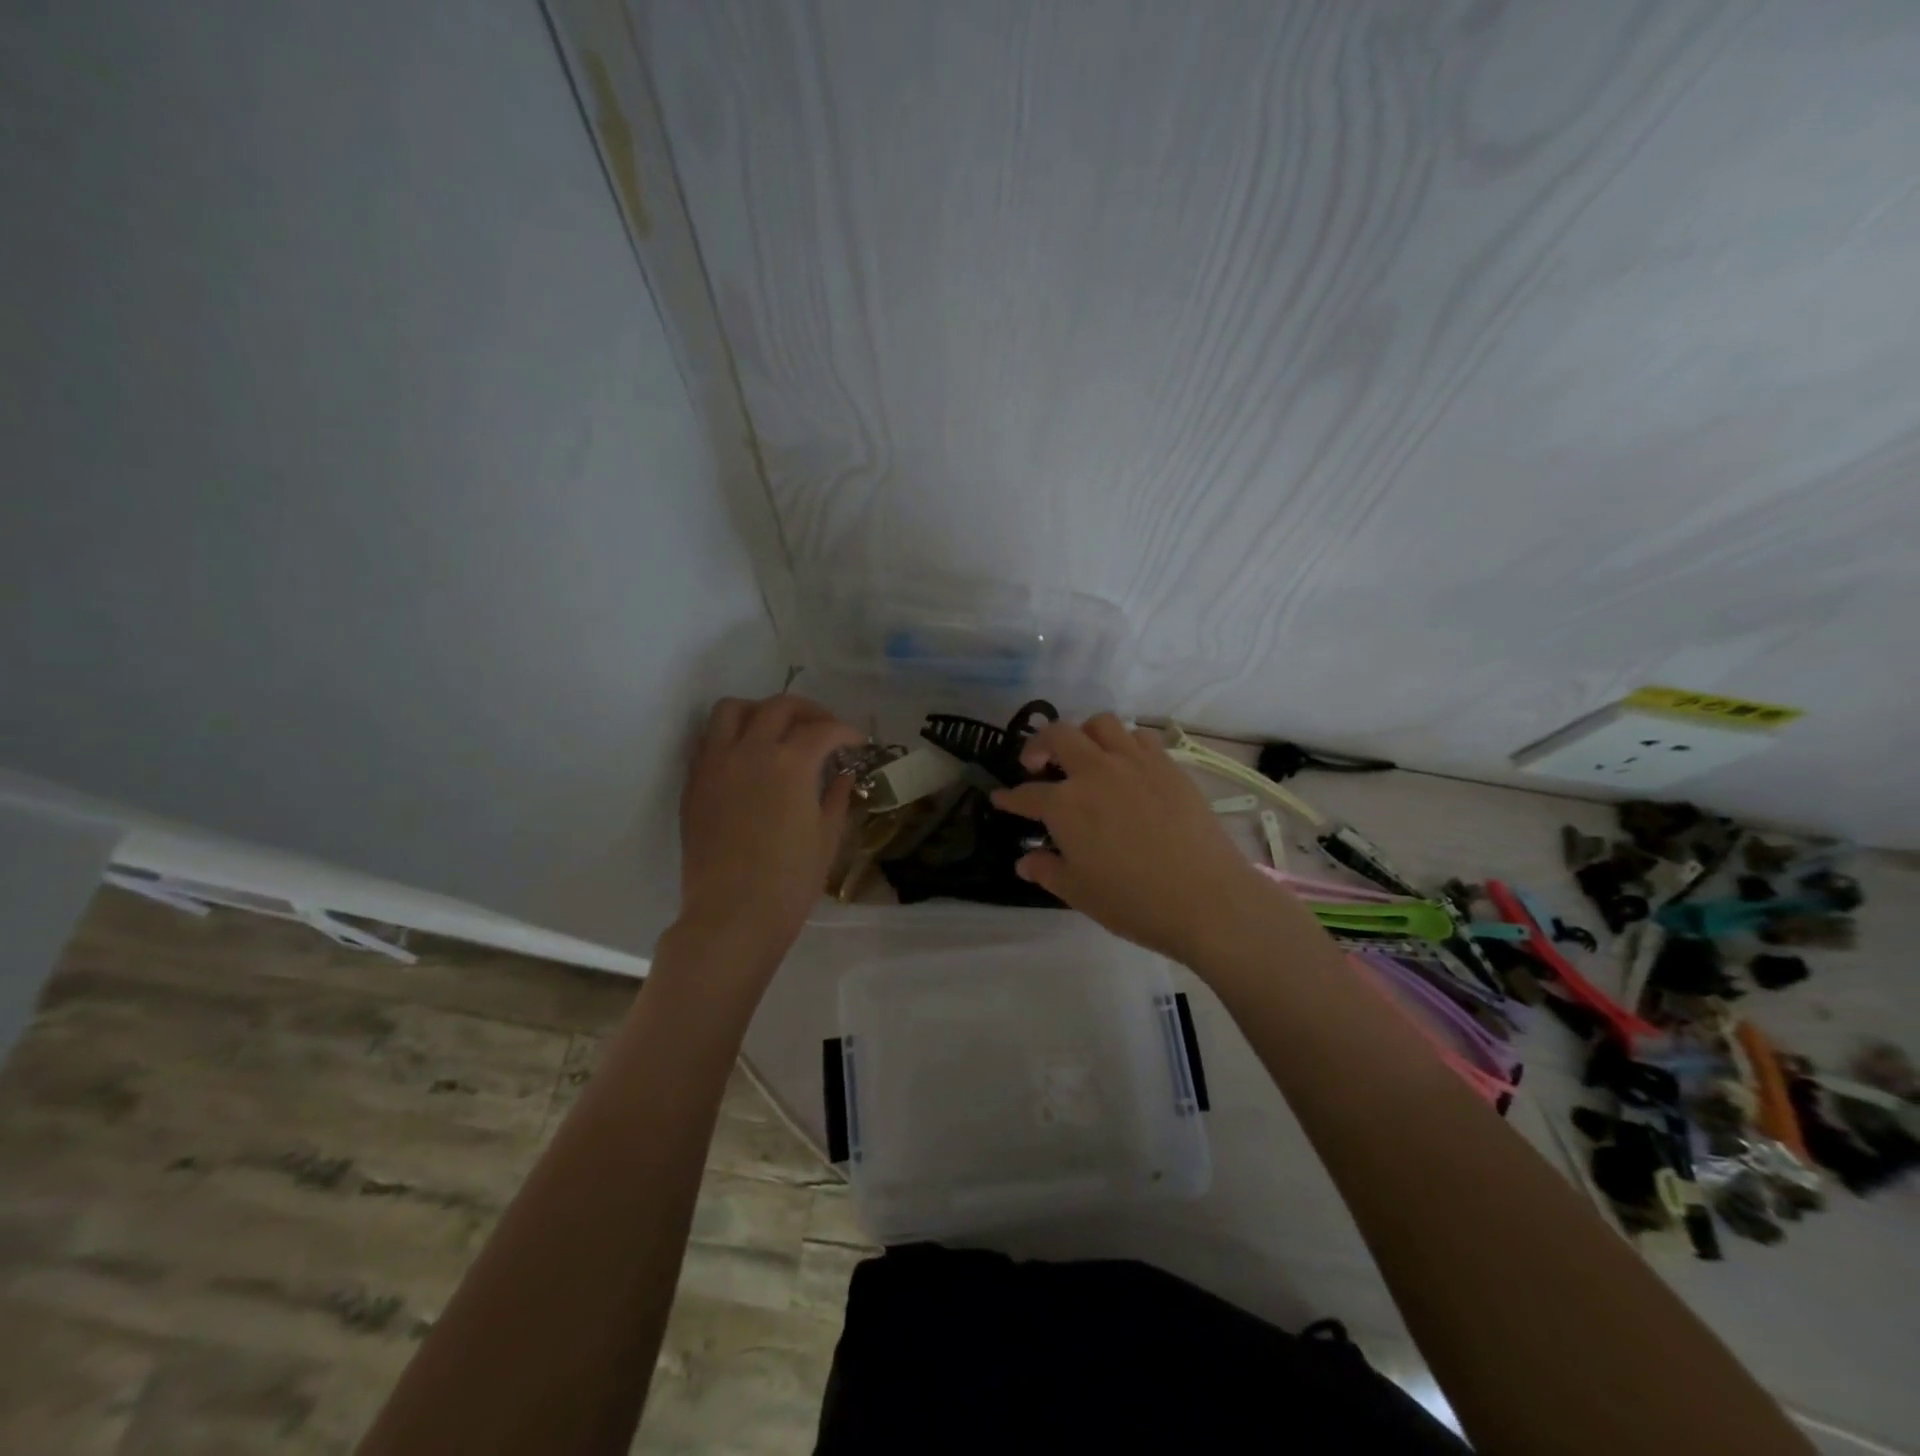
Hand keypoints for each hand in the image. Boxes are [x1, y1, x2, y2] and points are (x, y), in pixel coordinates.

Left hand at [673, 694, 864, 966]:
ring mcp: (716, 764)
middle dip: (809, 711)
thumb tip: (841, 774)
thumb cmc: (789, 882)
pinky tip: (747, 757)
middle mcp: (751, 751)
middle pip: (779, 706)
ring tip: (777, 731)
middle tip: (824, 729)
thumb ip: (836, 797)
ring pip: (733, 710)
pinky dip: (731, 735)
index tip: (857, 744)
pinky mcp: (694, 782)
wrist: (732, 916)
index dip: (846, 732)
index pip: (823, 730)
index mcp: (792, 764)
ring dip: (760, 711)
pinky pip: (708, 739)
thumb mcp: (826, 838)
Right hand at [991, 715, 1273, 966]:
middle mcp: (1095, 772)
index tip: (1000, 798)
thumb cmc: (1134, 902)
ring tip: (1084, 756)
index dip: (1009, 797)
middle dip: (1038, 745)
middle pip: (1057, 736)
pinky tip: (1125, 765)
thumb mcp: (1079, 892)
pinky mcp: (1167, 765)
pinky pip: (1139, 736)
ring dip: (1083, 734)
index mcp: (1065, 805)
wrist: (1207, 898)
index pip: (1026, 794)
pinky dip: (1123, 743)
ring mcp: (1134, 763)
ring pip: (1100, 724)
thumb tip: (1025, 860)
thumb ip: (1047, 870)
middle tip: (1036, 765)